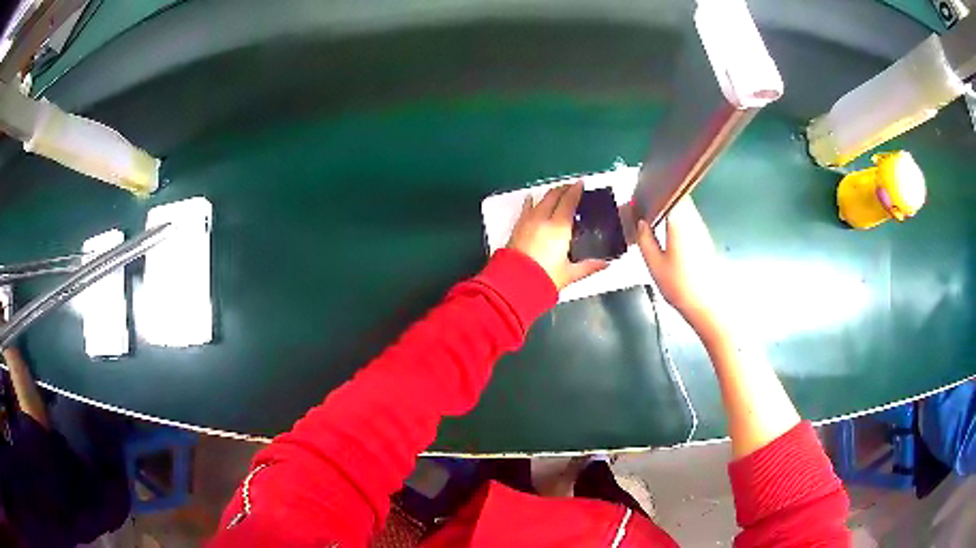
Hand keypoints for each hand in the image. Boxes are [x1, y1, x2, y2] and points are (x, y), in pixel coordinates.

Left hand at [506, 181, 607, 289]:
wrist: (514, 284)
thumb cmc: (544, 278)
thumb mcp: (570, 274)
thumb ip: (589, 267)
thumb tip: (605, 264)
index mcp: (559, 227)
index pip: (569, 201)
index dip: (576, 190)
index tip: (581, 183)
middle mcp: (543, 219)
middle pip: (554, 196)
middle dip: (564, 189)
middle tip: (571, 188)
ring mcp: (528, 221)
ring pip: (540, 200)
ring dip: (550, 194)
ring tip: (557, 193)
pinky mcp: (517, 227)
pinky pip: (526, 208)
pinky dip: (531, 201)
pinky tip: (531, 199)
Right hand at [636, 197, 722, 326]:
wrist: (708, 307)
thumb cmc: (680, 286)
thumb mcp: (654, 264)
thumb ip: (644, 239)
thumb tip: (640, 222)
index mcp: (680, 222)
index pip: (669, 193)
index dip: (654, 191)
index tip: (640, 198)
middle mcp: (694, 220)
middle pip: (678, 197)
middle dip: (661, 200)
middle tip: (643, 209)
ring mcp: (702, 230)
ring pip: (685, 209)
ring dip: (670, 211)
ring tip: (652, 220)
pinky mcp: (705, 240)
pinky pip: (689, 221)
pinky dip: (677, 222)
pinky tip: (667, 235)